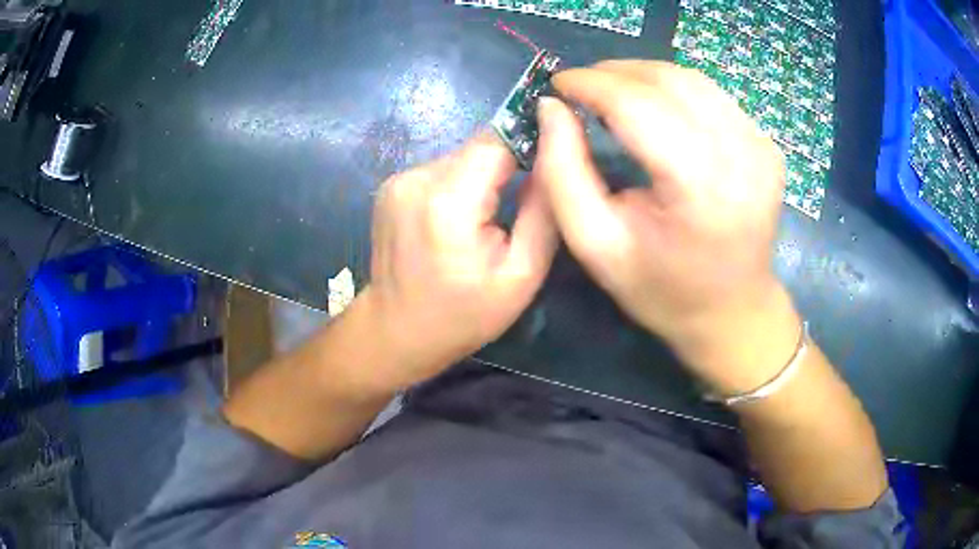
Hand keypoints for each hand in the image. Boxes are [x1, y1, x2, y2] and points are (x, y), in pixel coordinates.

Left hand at [360, 133, 556, 390]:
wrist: (396, 330)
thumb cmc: (463, 314)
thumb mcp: (521, 276)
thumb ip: (542, 214)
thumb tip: (552, 162)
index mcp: (449, 202)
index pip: (497, 141)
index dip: (527, 144)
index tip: (546, 164)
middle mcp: (417, 179)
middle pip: (477, 147)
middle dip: (504, 167)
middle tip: (517, 202)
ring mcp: (398, 180)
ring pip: (460, 157)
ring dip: (479, 177)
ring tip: (484, 218)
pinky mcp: (390, 186)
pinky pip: (439, 170)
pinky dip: (456, 185)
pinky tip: (455, 219)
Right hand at [534, 60, 799, 393]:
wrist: (733, 313)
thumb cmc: (662, 290)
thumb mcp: (596, 245)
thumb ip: (563, 172)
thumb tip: (551, 107)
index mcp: (699, 187)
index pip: (638, 104)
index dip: (591, 84)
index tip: (558, 83)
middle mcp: (741, 156)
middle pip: (668, 82)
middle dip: (615, 73)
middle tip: (581, 87)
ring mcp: (761, 147)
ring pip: (692, 80)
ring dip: (644, 75)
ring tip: (611, 91)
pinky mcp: (767, 146)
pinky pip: (713, 96)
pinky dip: (675, 90)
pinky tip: (655, 108)